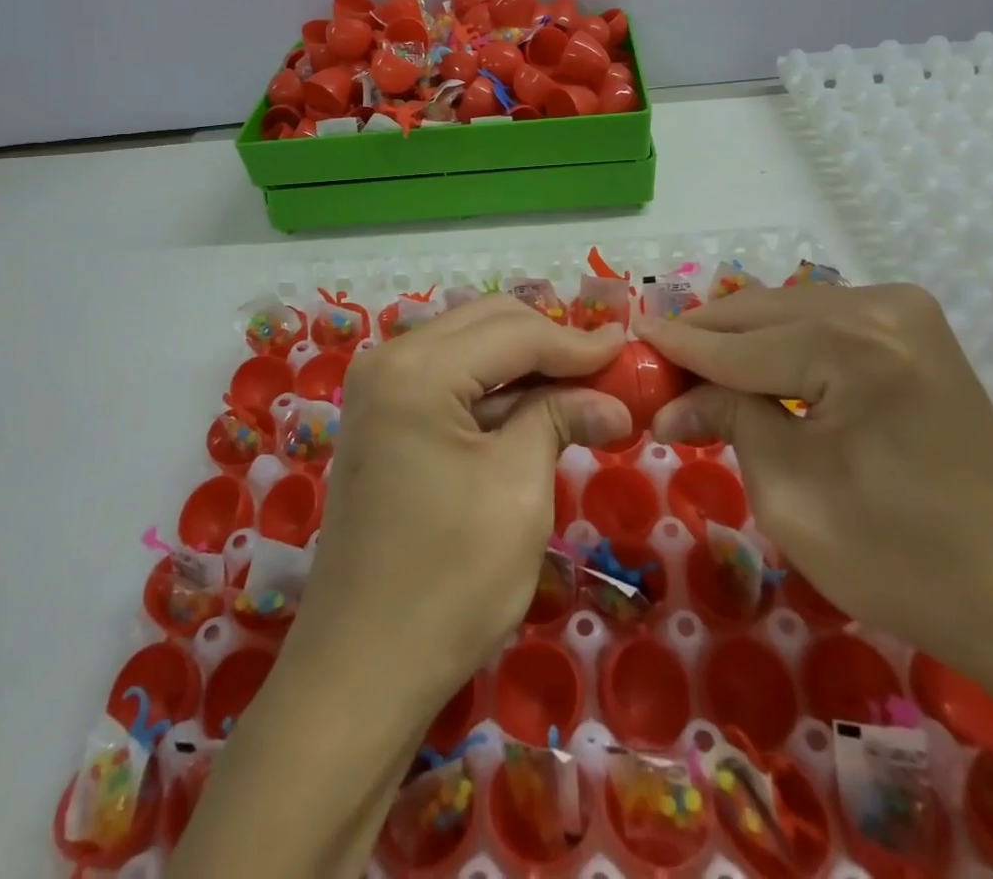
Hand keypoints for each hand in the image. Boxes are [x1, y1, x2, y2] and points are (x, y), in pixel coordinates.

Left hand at [294, 296, 630, 717]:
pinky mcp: (382, 416)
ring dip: (526, 363)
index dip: (577, 342)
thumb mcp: (519, 491)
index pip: (514, 333)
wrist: (362, 668)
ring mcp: (378, 387)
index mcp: (416, 369)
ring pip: (470, 347)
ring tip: (583, 387)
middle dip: (551, 343)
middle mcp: (388, 359)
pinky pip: (449, 378)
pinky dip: (495, 388)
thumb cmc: (449, 582)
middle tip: (609, 370)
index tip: (630, 349)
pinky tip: (536, 407)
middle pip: (487, 324)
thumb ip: (561, 420)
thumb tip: (613, 399)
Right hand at [638, 283, 992, 670]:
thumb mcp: (790, 492)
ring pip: (788, 311)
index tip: (626, 341)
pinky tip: (752, 368)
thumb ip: (727, 420)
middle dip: (704, 340)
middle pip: (761, 313)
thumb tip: (669, 403)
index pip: (737, 344)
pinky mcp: (914, 330)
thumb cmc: (901, 559)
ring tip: (694, 371)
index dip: (676, 348)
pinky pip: (822, 323)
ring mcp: (905, 312)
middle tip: (654, 367)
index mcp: (854, 345)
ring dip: (740, 340)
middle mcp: (881, 306)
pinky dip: (780, 344)